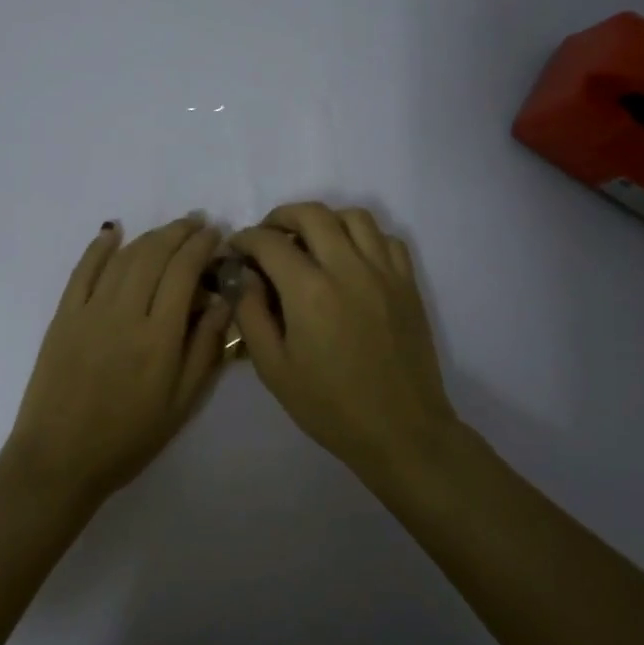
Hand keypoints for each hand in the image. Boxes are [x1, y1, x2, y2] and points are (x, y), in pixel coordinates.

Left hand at [2, 216, 230, 506]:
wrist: (59, 459)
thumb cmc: (128, 438)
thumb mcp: (181, 403)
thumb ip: (205, 348)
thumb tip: (222, 301)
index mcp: (159, 337)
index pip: (184, 272)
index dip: (201, 246)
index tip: (215, 234)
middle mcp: (125, 313)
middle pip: (155, 255)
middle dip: (180, 232)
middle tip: (198, 223)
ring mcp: (89, 311)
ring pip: (124, 258)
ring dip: (149, 236)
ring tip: (169, 229)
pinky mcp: (63, 315)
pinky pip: (82, 270)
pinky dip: (99, 246)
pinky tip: (113, 231)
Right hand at [229, 203, 458, 482]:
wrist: (400, 430)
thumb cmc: (330, 406)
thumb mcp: (273, 369)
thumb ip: (252, 315)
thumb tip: (245, 277)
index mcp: (310, 291)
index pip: (269, 242)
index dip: (246, 239)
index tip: (236, 250)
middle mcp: (348, 268)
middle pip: (312, 214)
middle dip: (281, 216)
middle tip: (268, 237)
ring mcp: (384, 272)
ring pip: (354, 216)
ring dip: (325, 220)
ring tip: (310, 241)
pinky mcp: (408, 283)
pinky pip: (386, 238)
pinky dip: (363, 237)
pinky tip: (350, 259)